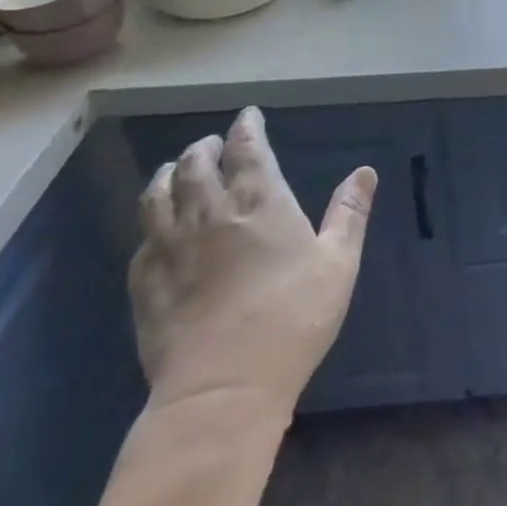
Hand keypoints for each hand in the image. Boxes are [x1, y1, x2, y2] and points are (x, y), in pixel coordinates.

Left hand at [128, 106, 375, 419]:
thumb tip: (364, 171)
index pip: (247, 149)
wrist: (223, 389)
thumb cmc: (293, 318)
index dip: (247, 128)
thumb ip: (349, 213)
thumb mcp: (338, 263)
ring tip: (175, 171)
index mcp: (259, 203)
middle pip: (197, 165)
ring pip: (158, 197)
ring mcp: (171, 249)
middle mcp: (210, 214)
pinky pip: (142, 243)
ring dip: (168, 176)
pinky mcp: (146, 286)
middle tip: (212, 144)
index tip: (248, 116)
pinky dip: (150, 228)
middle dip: (205, 147)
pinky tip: (156, 234)